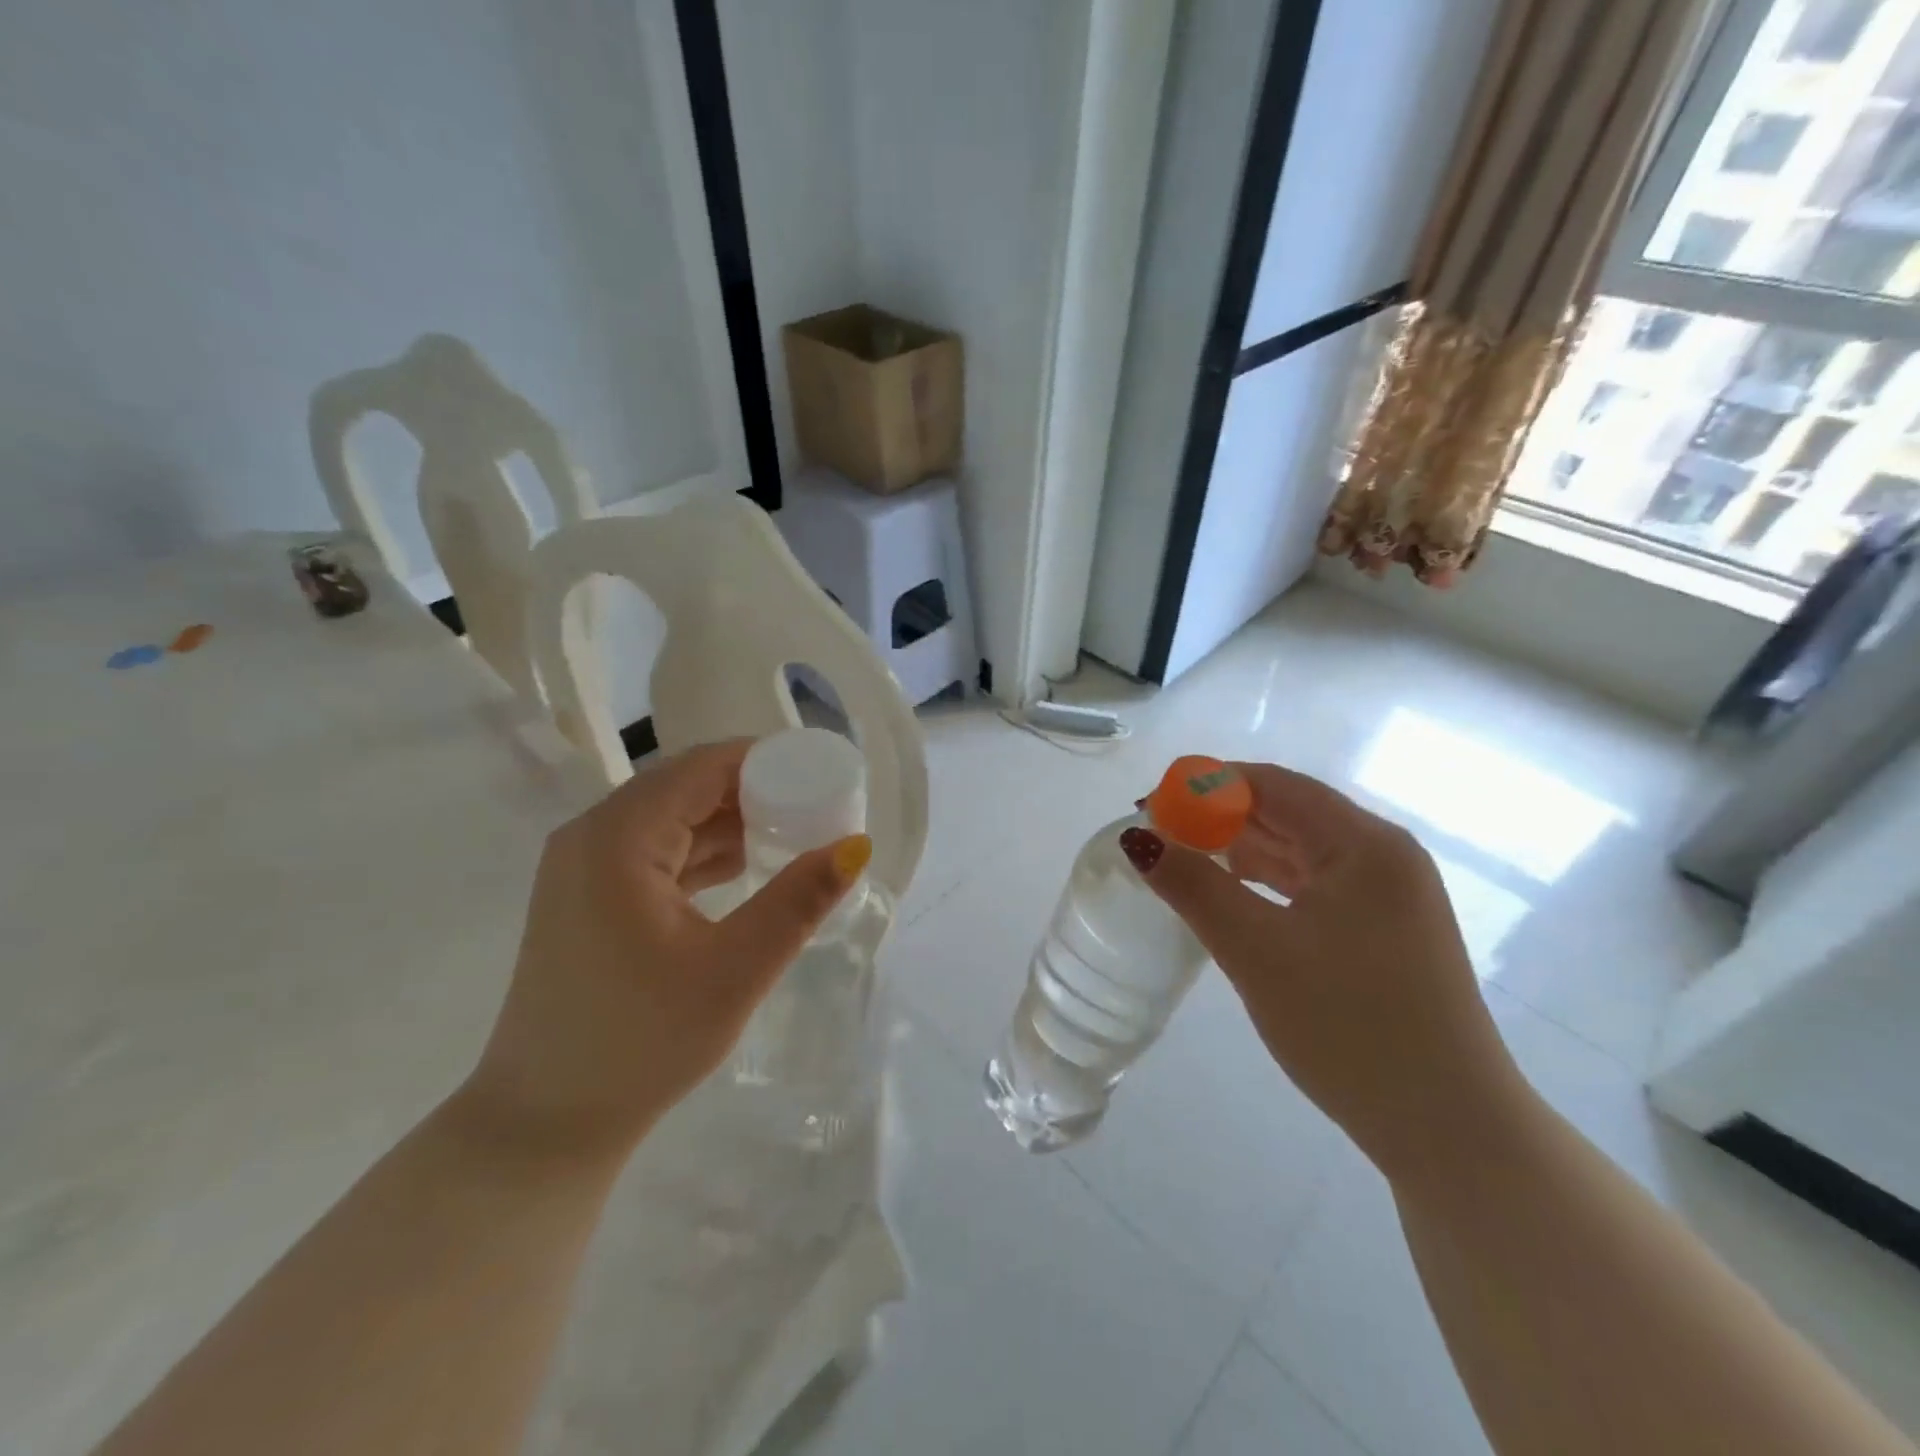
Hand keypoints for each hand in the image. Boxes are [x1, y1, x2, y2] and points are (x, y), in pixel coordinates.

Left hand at [456, 740, 869, 1162]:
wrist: (544, 1123)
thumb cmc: (641, 1044)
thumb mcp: (735, 970)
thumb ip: (798, 900)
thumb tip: (857, 845)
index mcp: (618, 839)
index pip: (704, 767)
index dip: (767, 760)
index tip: (822, 774)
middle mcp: (591, 836)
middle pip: (686, 785)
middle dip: (755, 789)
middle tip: (817, 806)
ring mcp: (582, 866)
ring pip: (671, 816)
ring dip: (731, 819)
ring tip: (795, 832)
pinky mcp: (586, 894)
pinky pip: (655, 848)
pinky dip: (703, 848)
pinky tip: (746, 866)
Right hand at [1127, 762, 1523, 1177]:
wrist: (1449, 1131)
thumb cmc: (1350, 1028)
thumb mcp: (1257, 952)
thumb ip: (1193, 886)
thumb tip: (1136, 839)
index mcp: (1364, 844)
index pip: (1273, 784)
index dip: (1206, 786)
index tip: (1150, 807)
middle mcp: (1383, 856)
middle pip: (1286, 813)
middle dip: (1218, 818)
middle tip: (1156, 838)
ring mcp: (1387, 896)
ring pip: (1297, 851)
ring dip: (1239, 851)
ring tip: (1181, 864)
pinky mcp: (1382, 931)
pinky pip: (1311, 886)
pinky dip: (1265, 884)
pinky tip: (1228, 897)